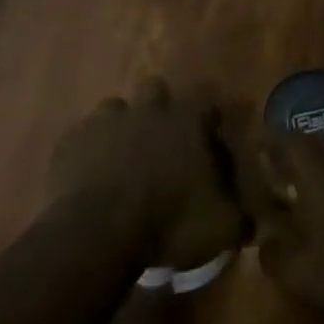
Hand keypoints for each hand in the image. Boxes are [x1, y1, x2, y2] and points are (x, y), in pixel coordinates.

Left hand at [46, 78, 245, 269]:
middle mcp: (148, 110)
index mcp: (188, 121)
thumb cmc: (170, 222)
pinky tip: (92, 174)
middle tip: (164, 141)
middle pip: (156, 89)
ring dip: (122, 126)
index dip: (207, 116)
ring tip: (124, 157)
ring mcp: (105, 122)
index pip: (206, 100)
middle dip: (161, 108)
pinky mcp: (70, 142)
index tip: (209, 135)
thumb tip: (253, 223)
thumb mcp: (222, 227)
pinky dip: (89, 149)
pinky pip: (82, 135)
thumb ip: (240, 217)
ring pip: (115, 108)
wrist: (99, 234)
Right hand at [243, 128, 323, 321]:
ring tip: (309, 194)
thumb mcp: (297, 274)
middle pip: (318, 147)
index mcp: (321, 175)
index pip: (292, 141)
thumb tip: (264, 239)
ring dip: (323, 171)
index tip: (258, 147)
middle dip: (296, 155)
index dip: (272, 141)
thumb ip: (272, 252)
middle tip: (280, 172)